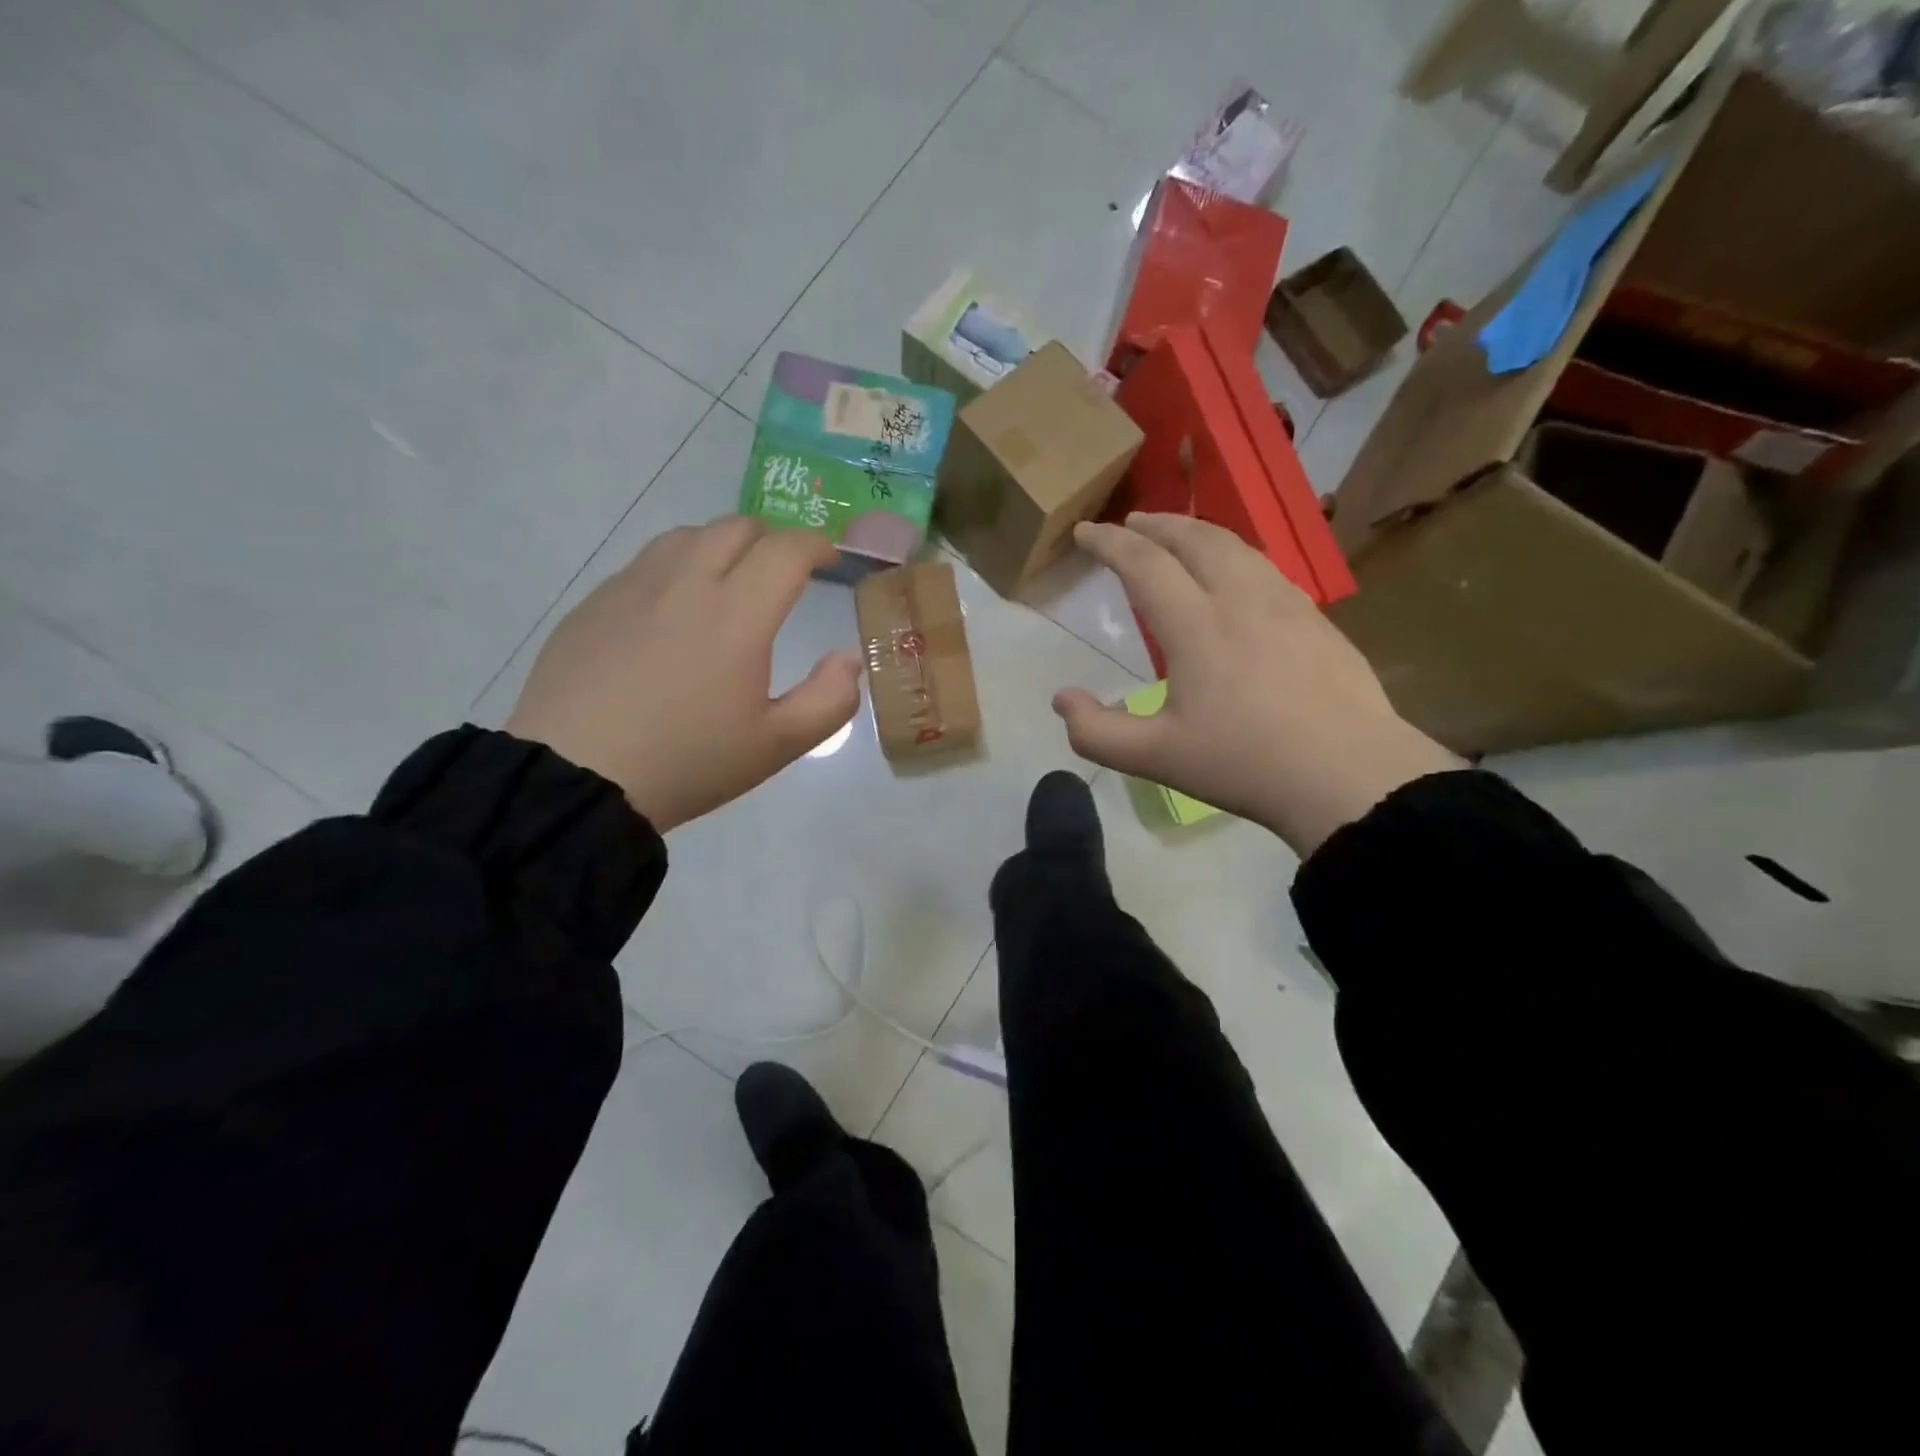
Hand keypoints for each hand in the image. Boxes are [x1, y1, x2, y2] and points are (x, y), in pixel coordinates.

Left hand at [506, 516, 862, 832]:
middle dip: (772, 540)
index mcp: (737, 614)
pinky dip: (676, 568)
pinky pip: (645, 564)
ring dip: (722, 546)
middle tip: (785, 572)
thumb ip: (830, 699)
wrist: (576, 778)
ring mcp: (632, 587)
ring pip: (686, 536)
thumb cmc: (688, 762)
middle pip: (736, 527)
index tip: (829, 561)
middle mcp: (685, 582)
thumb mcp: (778, 745)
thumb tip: (848, 658)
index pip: (786, 550)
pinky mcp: (594, 603)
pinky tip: (673, 611)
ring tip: (730, 581)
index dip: (816, 545)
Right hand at [1055, 513, 1461, 854]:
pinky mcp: (1317, 620)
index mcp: (1196, 625)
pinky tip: (1237, 576)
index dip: (1108, 543)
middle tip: (1131, 522)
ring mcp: (1286, 604)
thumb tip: (1062, 700)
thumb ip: (1097, 732)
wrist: (1349, 775)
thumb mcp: (1156, 759)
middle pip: (1194, 539)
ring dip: (1198, 533)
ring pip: (1237, 546)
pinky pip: (1266, 568)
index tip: (1084, 532)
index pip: (1143, 563)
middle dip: (1156, 524)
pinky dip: (1236, 555)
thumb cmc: (1245, 763)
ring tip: (1179, 537)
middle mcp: (1240, 599)